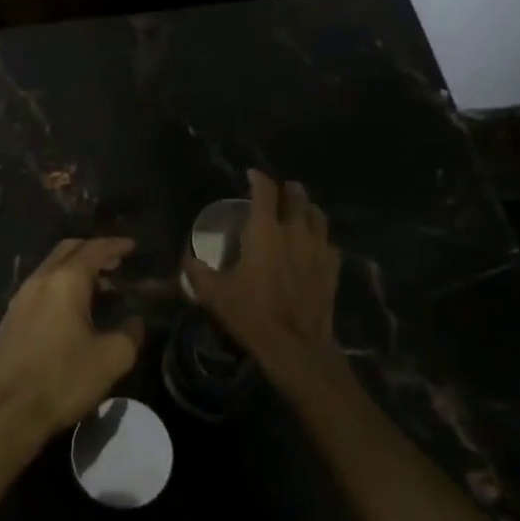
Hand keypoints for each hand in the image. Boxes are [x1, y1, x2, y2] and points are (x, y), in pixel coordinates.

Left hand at [0, 238, 142, 447]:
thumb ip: (130, 334)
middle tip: (115, 262)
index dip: (115, 246)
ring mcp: (20, 298)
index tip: (132, 247)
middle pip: (67, 250)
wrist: (10, 412)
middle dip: (92, 251)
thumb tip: (135, 322)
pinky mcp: (10, 318)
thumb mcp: (111, 359)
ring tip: (98, 286)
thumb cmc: (64, 380)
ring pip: (50, 268)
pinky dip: (59, 285)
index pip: (93, 250)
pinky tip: (70, 308)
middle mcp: (39, 280)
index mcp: (65, 282)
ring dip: (74, 269)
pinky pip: (39, 287)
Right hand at [183, 170, 341, 378]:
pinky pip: (329, 243)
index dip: (258, 178)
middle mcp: (294, 231)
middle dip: (287, 189)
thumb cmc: (251, 313)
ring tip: (299, 210)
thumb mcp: (215, 293)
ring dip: (307, 208)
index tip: (252, 174)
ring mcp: (318, 248)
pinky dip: (320, 237)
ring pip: (317, 216)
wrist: (296, 346)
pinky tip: (314, 245)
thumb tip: (187, 258)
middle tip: (278, 191)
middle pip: (296, 197)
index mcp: (265, 230)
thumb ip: (197, 271)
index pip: (265, 190)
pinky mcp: (332, 268)